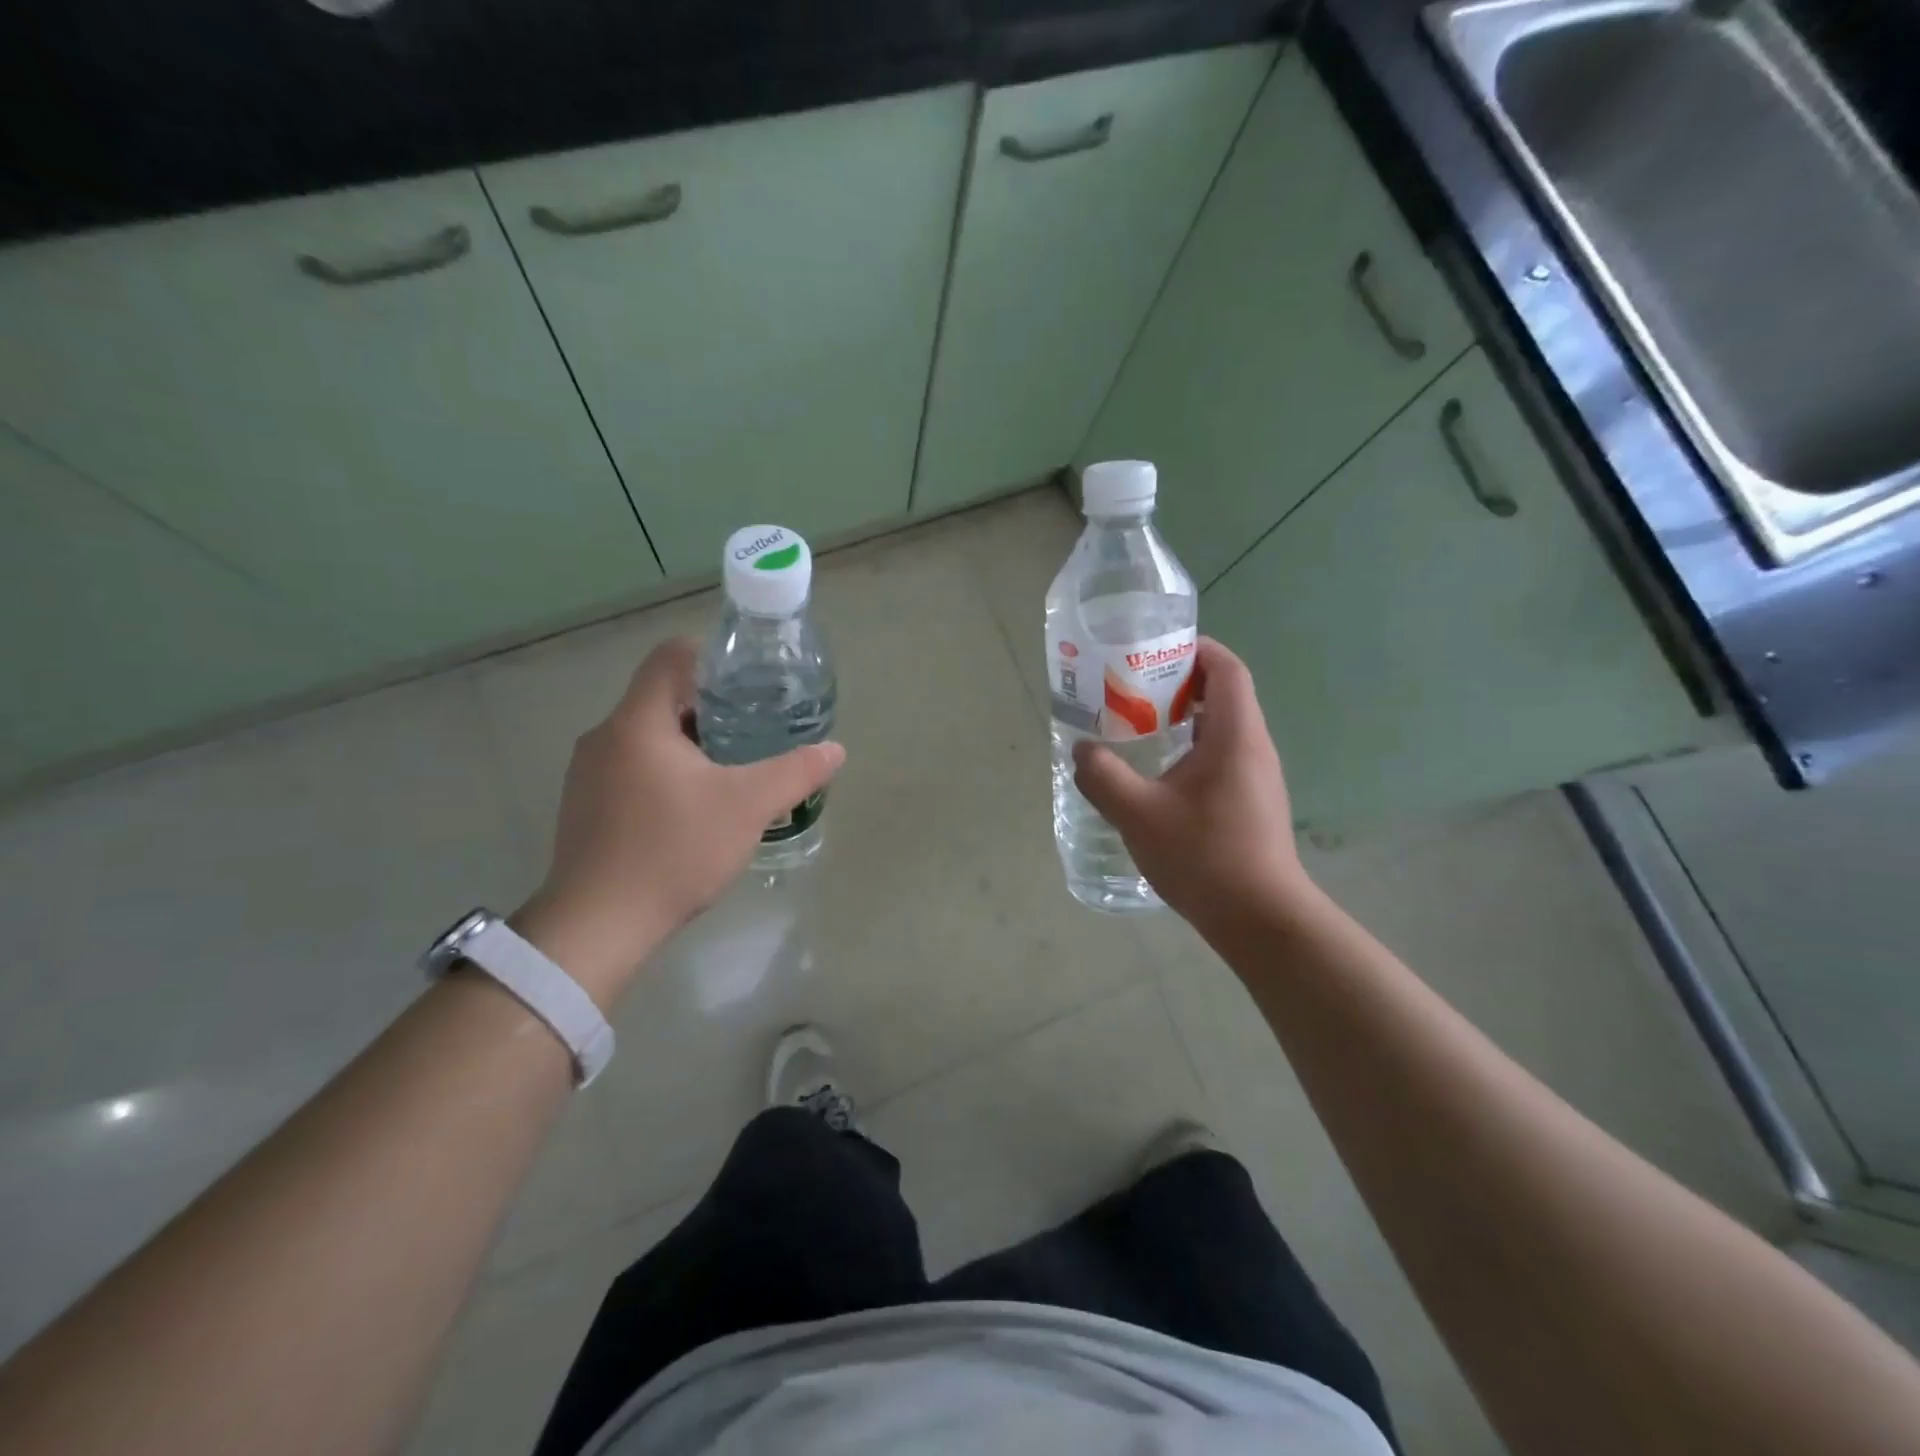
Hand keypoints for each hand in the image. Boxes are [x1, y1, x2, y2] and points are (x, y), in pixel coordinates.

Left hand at [513, 637, 844, 1005]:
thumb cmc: (673, 851)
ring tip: (733, 768)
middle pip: (661, 697)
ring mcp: (587, 774)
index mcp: (637, 722)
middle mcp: (604, 737)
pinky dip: (667, 772)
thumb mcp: (748, 807)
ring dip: (690, 743)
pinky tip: (695, 807)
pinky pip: (632, 768)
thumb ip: (795, 772)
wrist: (597, 926)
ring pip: (647, 736)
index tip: (750, 682)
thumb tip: (834, 750)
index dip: (713, 657)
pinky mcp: (585, 807)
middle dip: (711, 707)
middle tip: (755, 728)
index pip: (671, 656)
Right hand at [1073, 638, 1310, 933]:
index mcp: (1235, 735)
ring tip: (1138, 727)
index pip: (1226, 669)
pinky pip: (1222, 756)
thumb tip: (1082, 751)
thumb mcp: (1138, 814)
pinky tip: (1159, 775)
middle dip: (1179, 683)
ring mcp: (1257, 777)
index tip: (1154, 651)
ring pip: (1222, 728)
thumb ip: (1103, 777)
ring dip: (1183, 718)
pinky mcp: (1253, 802)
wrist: (1260, 919)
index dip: (1195, 650)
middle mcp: (1254, 747)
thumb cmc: (1204, 856)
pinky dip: (1191, 748)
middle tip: (1132, 690)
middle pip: (1224, 694)